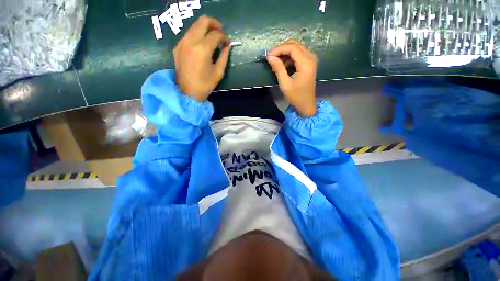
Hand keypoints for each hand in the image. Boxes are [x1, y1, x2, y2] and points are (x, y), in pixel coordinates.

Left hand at [173, 15, 230, 100]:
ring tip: (212, 37)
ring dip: (205, 28)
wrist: (187, 93)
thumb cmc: (205, 85)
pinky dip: (197, 34)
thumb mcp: (218, 72)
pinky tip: (202, 44)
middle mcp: (191, 41)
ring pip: (194, 26)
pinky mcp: (178, 47)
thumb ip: (224, 57)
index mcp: (202, 49)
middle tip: (220, 32)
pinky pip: (189, 34)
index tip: (227, 43)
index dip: (224, 37)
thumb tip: (228, 46)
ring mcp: (182, 43)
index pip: (216, 34)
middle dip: (214, 24)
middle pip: (203, 21)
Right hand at [266, 40, 317, 116]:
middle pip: (294, 44)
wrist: (306, 104)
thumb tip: (269, 57)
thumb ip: (278, 69)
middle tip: (270, 58)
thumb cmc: (296, 96)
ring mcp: (311, 59)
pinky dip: (288, 57)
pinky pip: (297, 54)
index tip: (268, 56)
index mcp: (306, 63)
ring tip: (275, 63)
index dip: (278, 49)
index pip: (292, 47)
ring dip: (284, 53)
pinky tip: (282, 66)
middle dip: (280, 49)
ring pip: (295, 48)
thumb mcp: (285, 84)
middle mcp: (310, 57)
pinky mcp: (309, 62)